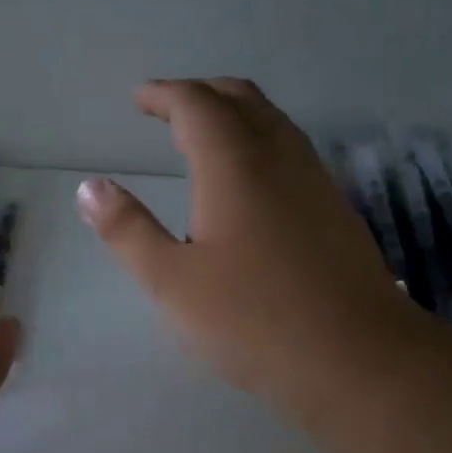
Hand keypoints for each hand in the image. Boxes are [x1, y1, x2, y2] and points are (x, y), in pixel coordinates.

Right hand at [77, 78, 416, 431]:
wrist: (360, 359)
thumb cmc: (254, 320)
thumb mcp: (171, 282)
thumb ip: (128, 230)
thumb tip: (91, 187)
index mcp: (235, 165)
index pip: (196, 104)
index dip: (164, 94)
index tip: (139, 99)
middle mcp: (279, 157)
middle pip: (241, 98)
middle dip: (200, 92)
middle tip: (167, 107)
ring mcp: (315, 180)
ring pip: (273, 120)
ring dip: (233, 111)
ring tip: (203, 133)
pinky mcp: (335, 208)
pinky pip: (291, 147)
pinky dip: (258, 137)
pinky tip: (249, 177)